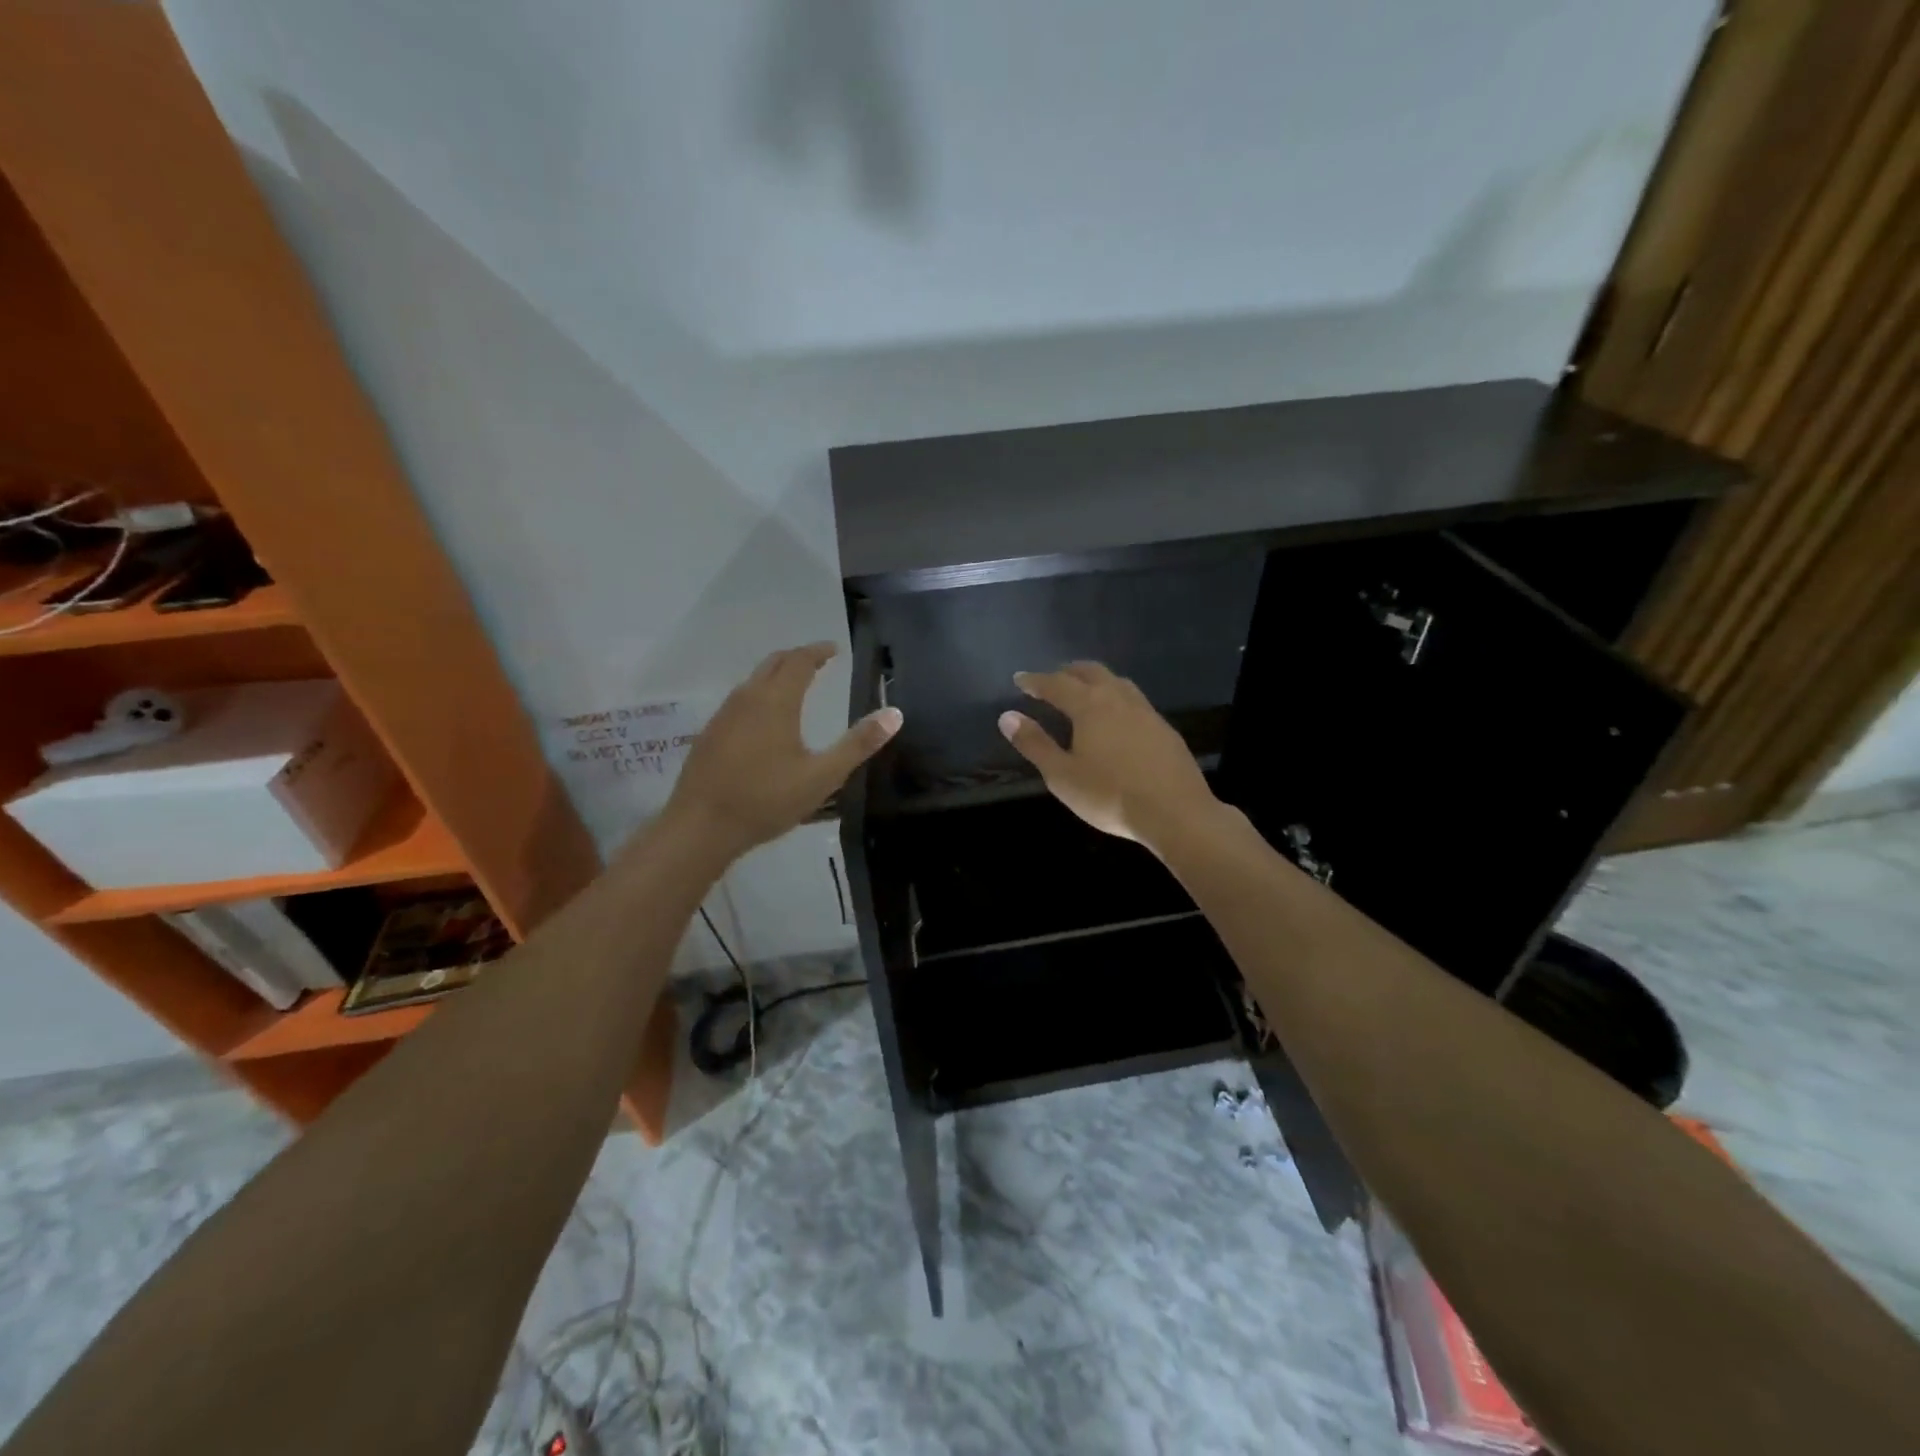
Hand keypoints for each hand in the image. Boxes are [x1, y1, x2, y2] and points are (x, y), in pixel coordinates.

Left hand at [662, 643, 901, 862]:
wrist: (700, 827)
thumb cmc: (766, 800)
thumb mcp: (822, 777)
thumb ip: (858, 744)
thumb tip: (894, 714)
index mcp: (776, 702)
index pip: (799, 661)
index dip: (817, 652)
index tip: (833, 649)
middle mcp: (747, 698)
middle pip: (773, 663)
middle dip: (797, 658)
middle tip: (817, 662)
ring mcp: (723, 715)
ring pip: (753, 681)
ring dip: (776, 675)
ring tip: (795, 686)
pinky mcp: (709, 734)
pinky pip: (739, 700)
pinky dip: (758, 695)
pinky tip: (763, 720)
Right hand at [998, 662, 1222, 854]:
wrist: (1175, 812)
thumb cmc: (1110, 796)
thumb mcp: (1062, 775)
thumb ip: (1035, 744)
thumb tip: (1007, 716)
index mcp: (1090, 706)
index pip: (1056, 683)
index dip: (1035, 681)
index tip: (1020, 679)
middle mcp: (1118, 698)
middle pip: (1090, 672)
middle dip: (1066, 672)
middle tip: (1051, 680)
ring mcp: (1146, 711)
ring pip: (1116, 682)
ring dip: (1094, 680)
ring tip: (1083, 692)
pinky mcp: (1164, 728)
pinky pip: (1133, 700)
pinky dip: (1115, 697)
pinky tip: (1116, 718)